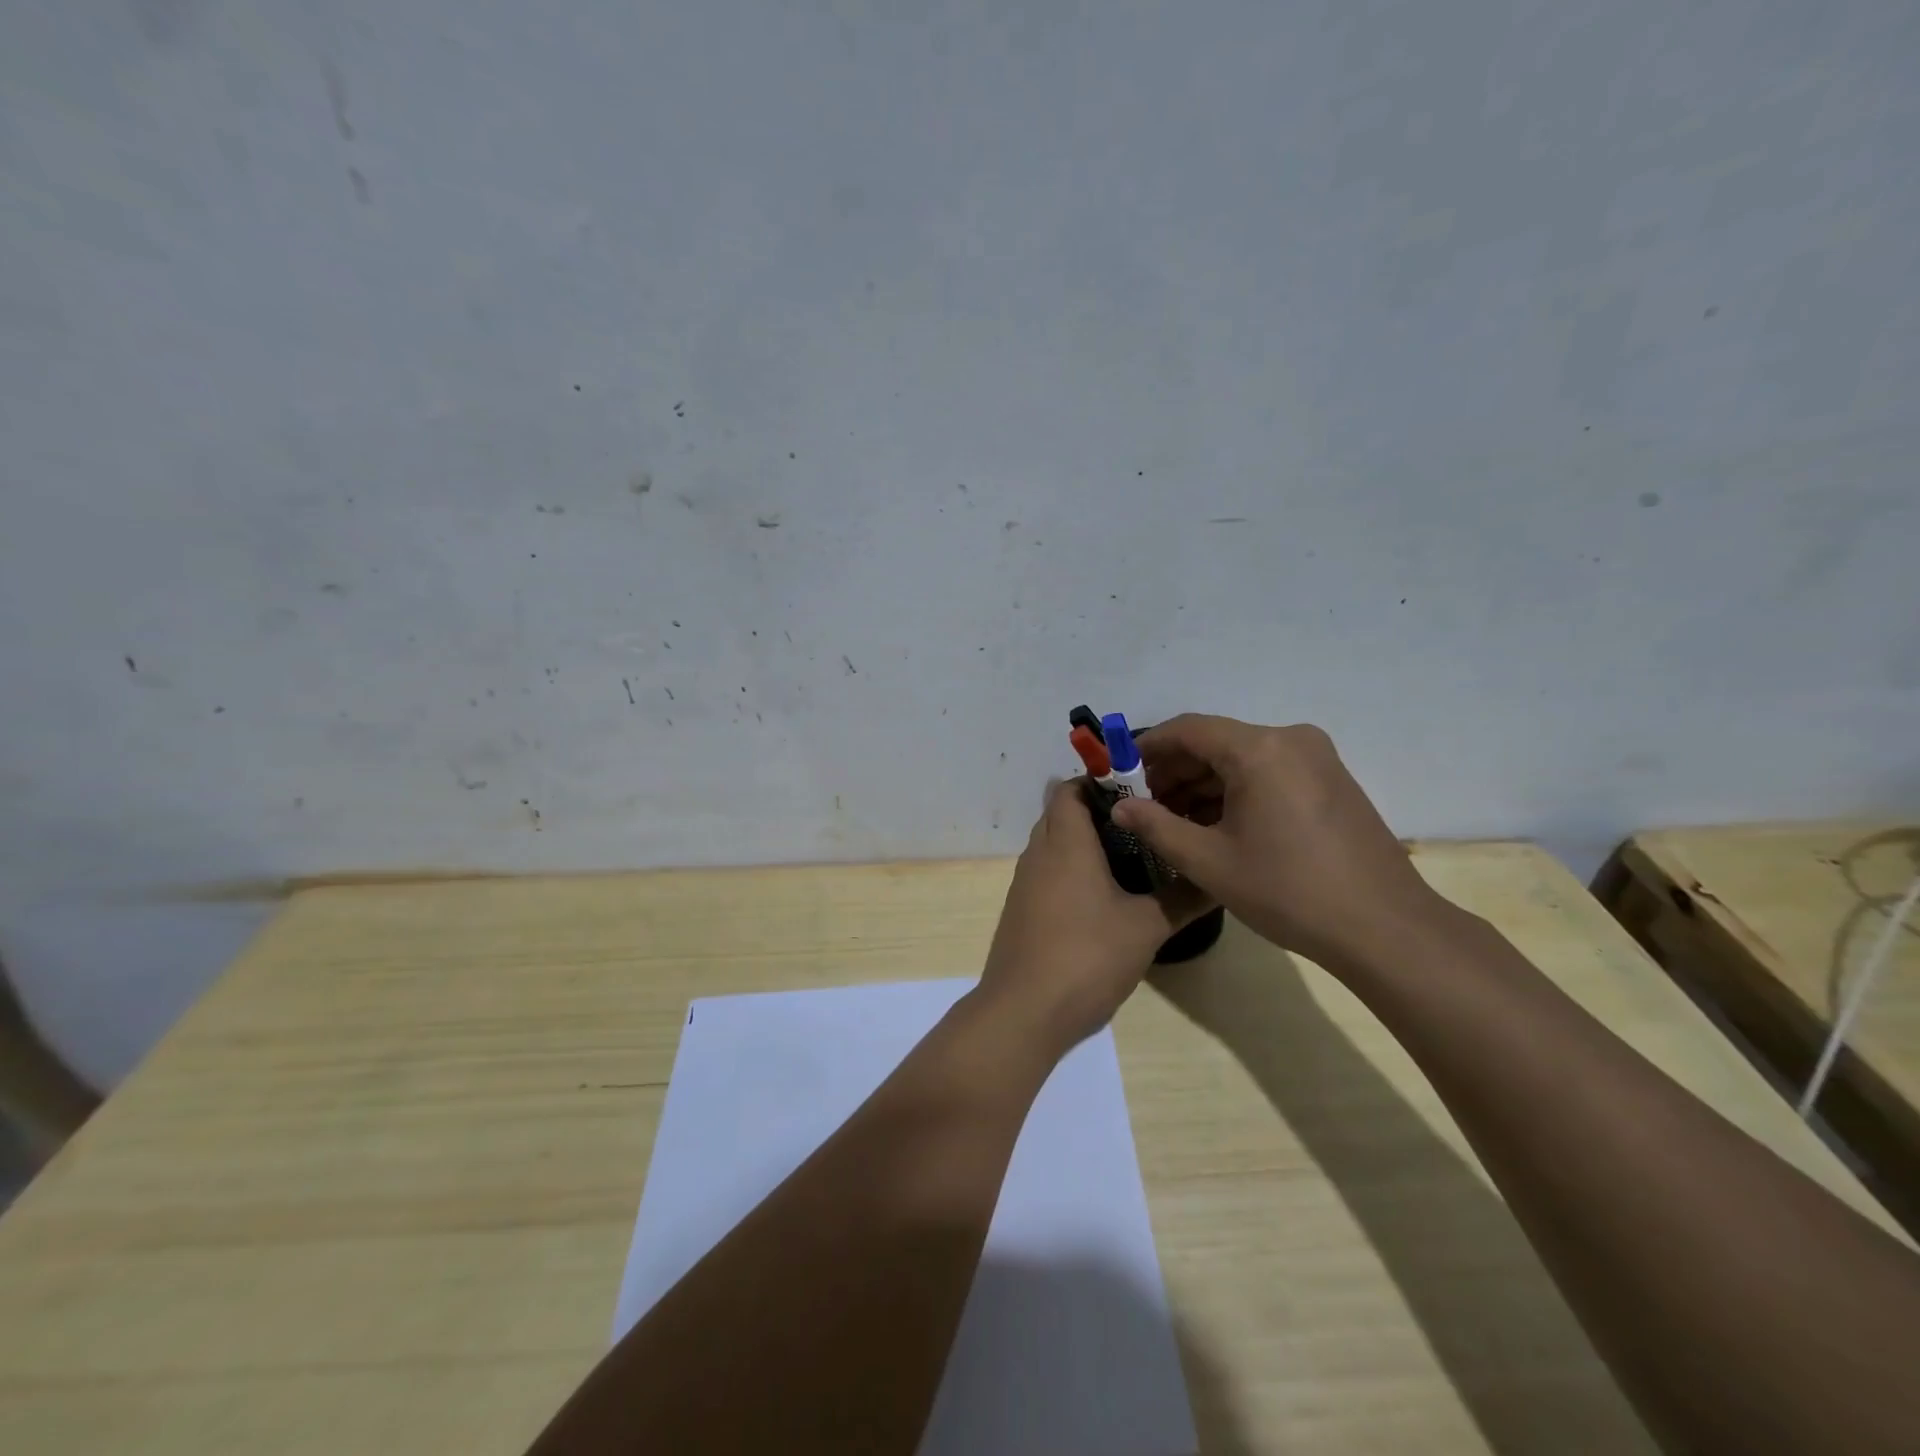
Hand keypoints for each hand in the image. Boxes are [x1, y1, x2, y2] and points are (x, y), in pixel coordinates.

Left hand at [980, 780, 1209, 1051]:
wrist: (1024, 1011)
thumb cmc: (1087, 957)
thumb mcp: (1146, 928)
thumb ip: (1183, 898)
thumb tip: (1219, 877)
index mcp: (1065, 843)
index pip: (1070, 789)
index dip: (1099, 782)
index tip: (1139, 792)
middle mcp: (1039, 853)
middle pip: (1061, 813)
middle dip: (1098, 812)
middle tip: (1144, 824)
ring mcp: (1025, 883)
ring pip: (1054, 844)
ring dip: (1085, 843)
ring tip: (1132, 857)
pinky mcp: (1022, 910)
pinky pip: (1048, 872)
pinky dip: (1072, 870)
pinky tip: (1104, 897)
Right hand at [1110, 715, 1450, 972]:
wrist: (1384, 928)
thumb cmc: (1288, 890)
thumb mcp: (1208, 861)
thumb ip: (1155, 826)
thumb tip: (1119, 807)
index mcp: (1259, 749)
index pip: (1188, 729)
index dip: (1147, 747)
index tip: (1120, 772)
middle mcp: (1290, 739)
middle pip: (1216, 741)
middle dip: (1175, 770)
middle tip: (1145, 805)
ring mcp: (1316, 758)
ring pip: (1242, 758)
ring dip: (1203, 783)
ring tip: (1175, 821)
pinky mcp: (1331, 780)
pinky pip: (1269, 771)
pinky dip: (1236, 790)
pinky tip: (1216, 825)